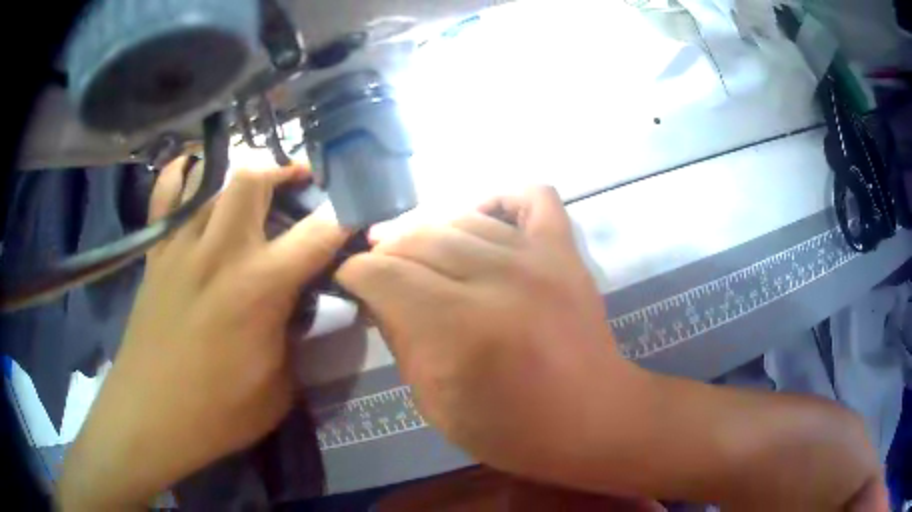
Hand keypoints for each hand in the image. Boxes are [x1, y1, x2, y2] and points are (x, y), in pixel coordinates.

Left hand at [58, 158, 349, 509]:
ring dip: (242, 176)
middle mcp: (220, 251)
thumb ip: (296, 337)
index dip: (346, 216)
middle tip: (298, 185)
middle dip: (284, 171)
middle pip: (254, 177)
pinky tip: (195, 177)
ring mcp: (181, 245)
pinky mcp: (156, 253)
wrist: (151, 416)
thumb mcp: (280, 387)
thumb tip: (300, 305)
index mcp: (259, 287)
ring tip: (254, 189)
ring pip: (212, 179)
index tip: (356, 215)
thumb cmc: (218, 412)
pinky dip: (181, 176)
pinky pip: (165, 194)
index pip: (319, 232)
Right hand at [338, 186, 885, 509]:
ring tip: (416, 245)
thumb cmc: (514, 431)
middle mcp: (498, 278)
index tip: (349, 278)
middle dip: (386, 249)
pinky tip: (483, 219)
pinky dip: (500, 197)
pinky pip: (530, 195)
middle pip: (418, 237)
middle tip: (378, 265)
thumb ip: (403, 342)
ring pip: (461, 217)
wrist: (596, 419)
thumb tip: (379, 296)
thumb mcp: (437, 404)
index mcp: (460, 327)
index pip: (384, 274)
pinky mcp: (565, 250)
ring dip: (427, 228)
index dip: (356, 272)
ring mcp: (539, 256)